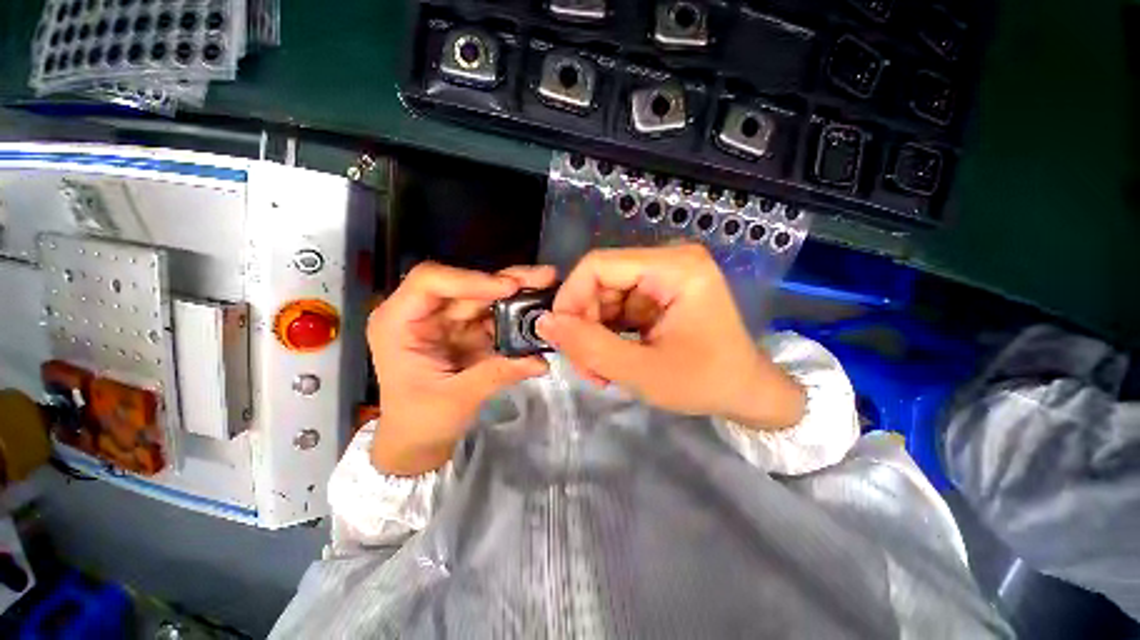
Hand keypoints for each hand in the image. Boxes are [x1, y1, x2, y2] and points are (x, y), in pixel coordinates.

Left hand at [368, 262, 556, 474]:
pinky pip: (496, 316)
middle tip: (545, 277)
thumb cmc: (421, 421)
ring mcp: (448, 321)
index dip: (470, 279)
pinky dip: (518, 315)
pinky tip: (539, 311)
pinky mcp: (468, 331)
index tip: (509, 288)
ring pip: (486, 297)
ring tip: (549, 288)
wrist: (419, 441)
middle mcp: (424, 314)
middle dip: (508, 282)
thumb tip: (539, 361)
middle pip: (467, 286)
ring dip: (518, 294)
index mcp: (399, 323)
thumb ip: (497, 374)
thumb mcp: (456, 399)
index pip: (430, 282)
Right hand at [536, 245, 804, 429]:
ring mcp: (664, 277)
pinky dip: (607, 334)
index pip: (598, 265)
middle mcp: (669, 261)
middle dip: (584, 324)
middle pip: (600, 281)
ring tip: (600, 370)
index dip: (570, 298)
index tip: (562, 337)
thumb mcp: (643, 372)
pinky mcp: (659, 295)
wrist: (747, 392)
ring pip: (604, 297)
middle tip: (586, 366)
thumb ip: (590, 347)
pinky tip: (612, 360)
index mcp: (675, 267)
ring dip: (594, 333)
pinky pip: (617, 307)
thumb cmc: (706, 383)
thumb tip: (545, 322)